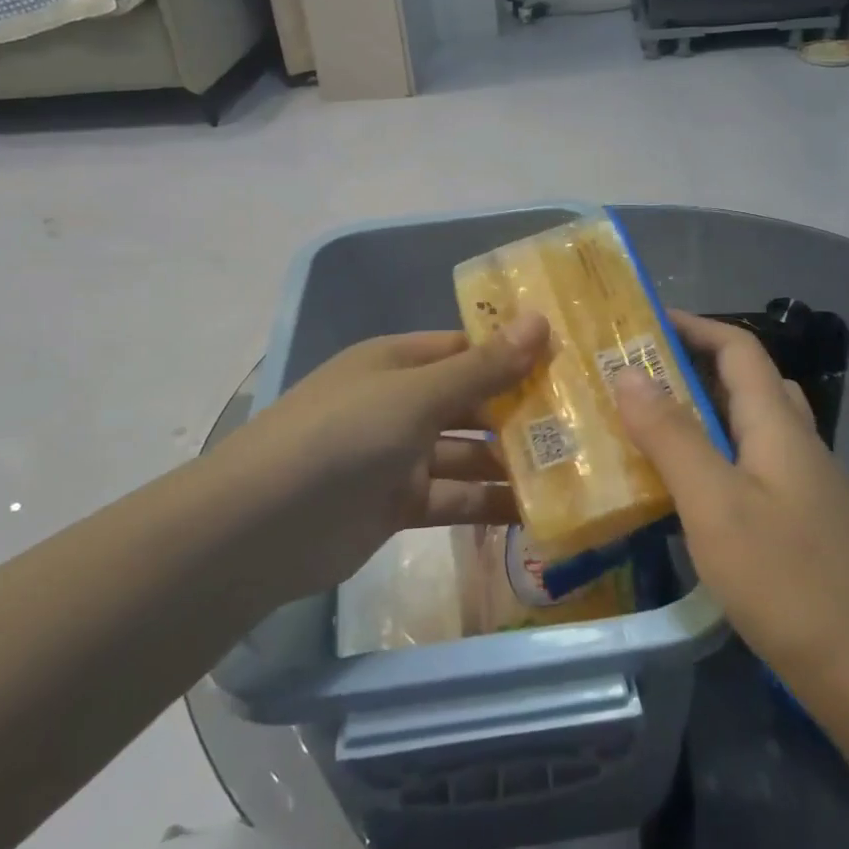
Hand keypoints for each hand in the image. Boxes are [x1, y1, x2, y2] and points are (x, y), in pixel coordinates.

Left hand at [219, 312, 549, 600]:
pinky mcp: (399, 504)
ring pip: (468, 453)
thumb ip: (482, 367)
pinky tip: (538, 513)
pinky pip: (454, 498)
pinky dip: (489, 504)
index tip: (573, 363)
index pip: (468, 348)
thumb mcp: (416, 395)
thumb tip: (541, 320)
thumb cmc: (342, 437)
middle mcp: (401, 402)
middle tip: (589, 423)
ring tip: (576, 470)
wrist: (260, 529)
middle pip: (473, 400)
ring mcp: (399, 455)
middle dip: (522, 411)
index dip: (516, 353)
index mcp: (399, 361)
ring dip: (512, 462)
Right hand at [614, 311, 848, 694]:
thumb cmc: (787, 582)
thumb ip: (670, 435)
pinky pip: (751, 463)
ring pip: (749, 424)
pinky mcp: (801, 522)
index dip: (695, 325)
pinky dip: (714, 453)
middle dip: (693, 364)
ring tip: (651, 422)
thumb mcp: (714, 504)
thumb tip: (627, 371)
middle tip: (637, 374)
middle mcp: (796, 443)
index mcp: (778, 426)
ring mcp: (804, 485)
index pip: (739, 348)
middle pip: (746, 381)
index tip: (643, 322)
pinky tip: (686, 487)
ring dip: (703, 409)